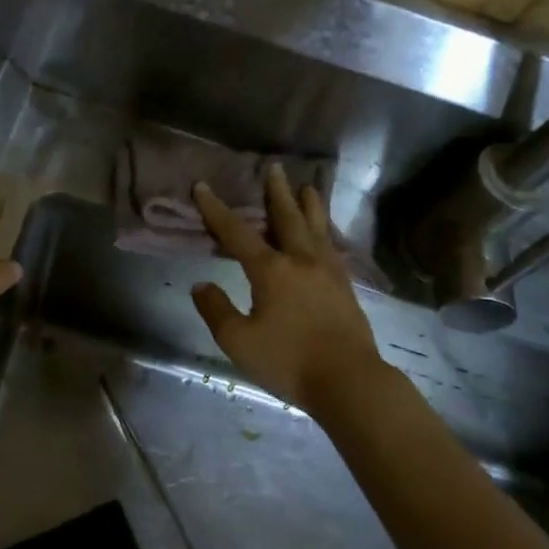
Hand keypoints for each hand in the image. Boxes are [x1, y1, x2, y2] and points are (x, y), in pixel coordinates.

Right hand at [190, 166, 387, 417]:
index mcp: (271, 270)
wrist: (348, 380)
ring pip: (317, 228)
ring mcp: (328, 272)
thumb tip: (201, 285)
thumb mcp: (238, 341)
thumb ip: (216, 310)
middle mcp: (300, 261)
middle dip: (276, 193)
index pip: (237, 233)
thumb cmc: (288, 361)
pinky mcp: (345, 287)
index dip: (216, 210)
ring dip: (309, 205)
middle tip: (274, 168)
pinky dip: (326, 232)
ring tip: (308, 187)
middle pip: (286, 218)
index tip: (203, 187)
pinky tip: (327, 235)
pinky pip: (333, 247)